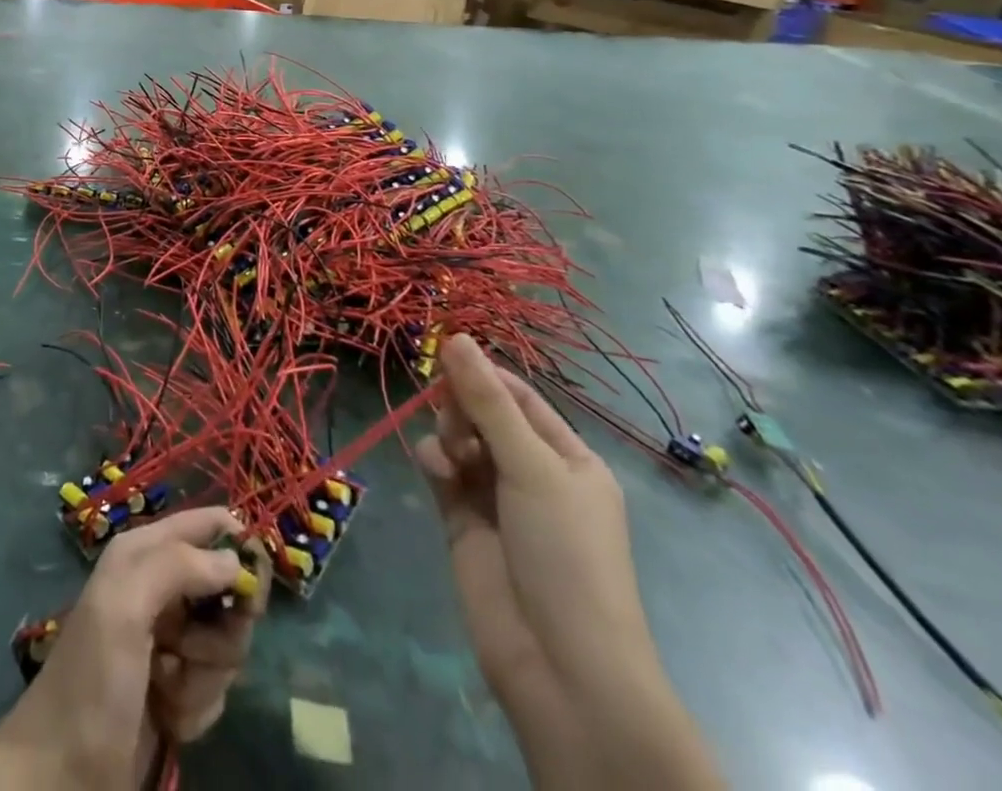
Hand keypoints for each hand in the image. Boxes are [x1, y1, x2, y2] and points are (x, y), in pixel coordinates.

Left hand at [0, 508, 263, 790]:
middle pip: (227, 589)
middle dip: (220, 629)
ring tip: (166, 689)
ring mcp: (171, 640)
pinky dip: (198, 705)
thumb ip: (177, 567)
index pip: (204, 524)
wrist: (62, 776)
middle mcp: (160, 588)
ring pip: (227, 642)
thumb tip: (235, 560)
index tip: (253, 578)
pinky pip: (217, 686)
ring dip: (204, 675)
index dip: (236, 542)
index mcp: (143, 553)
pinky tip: (168, 718)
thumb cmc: (92, 680)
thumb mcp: (124, 607)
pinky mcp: (179, 687)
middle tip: (191, 651)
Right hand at [415, 337, 645, 700]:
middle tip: (454, 416)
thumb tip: (456, 336)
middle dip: (462, 406)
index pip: (519, 397)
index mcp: (567, 458)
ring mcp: (494, 497)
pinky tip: (437, 473)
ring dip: (448, 434)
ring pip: (456, 438)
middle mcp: (532, 472)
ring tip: (452, 456)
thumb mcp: (532, 467)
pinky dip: (434, 462)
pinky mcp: (462, 520)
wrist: (559, 664)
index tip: (446, 354)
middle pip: (483, 414)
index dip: (483, 374)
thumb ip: (487, 401)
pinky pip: (440, 470)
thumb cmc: (566, 553)